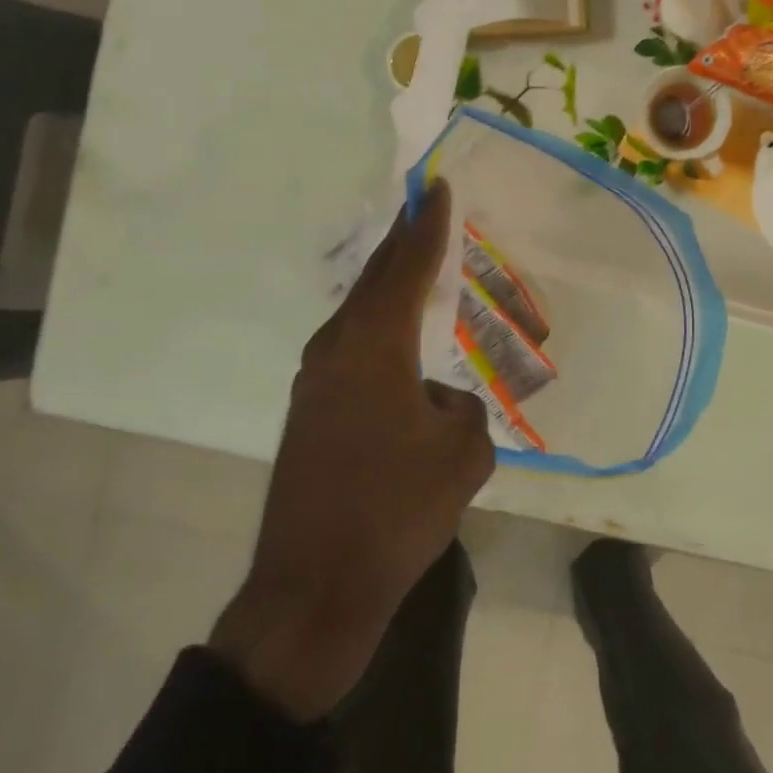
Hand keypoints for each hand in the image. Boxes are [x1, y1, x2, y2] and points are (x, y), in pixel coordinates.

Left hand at [211, 180, 493, 718]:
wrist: (315, 586)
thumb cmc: (395, 511)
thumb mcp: (463, 455)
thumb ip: (463, 409)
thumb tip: (437, 400)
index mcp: (374, 346)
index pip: (407, 268)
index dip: (426, 226)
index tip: (435, 186)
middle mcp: (336, 350)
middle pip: (374, 282)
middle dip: (400, 245)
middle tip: (423, 212)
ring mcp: (314, 383)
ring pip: (359, 317)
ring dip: (387, 291)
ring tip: (416, 273)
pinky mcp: (309, 415)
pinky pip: (352, 352)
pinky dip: (379, 333)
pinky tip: (399, 349)